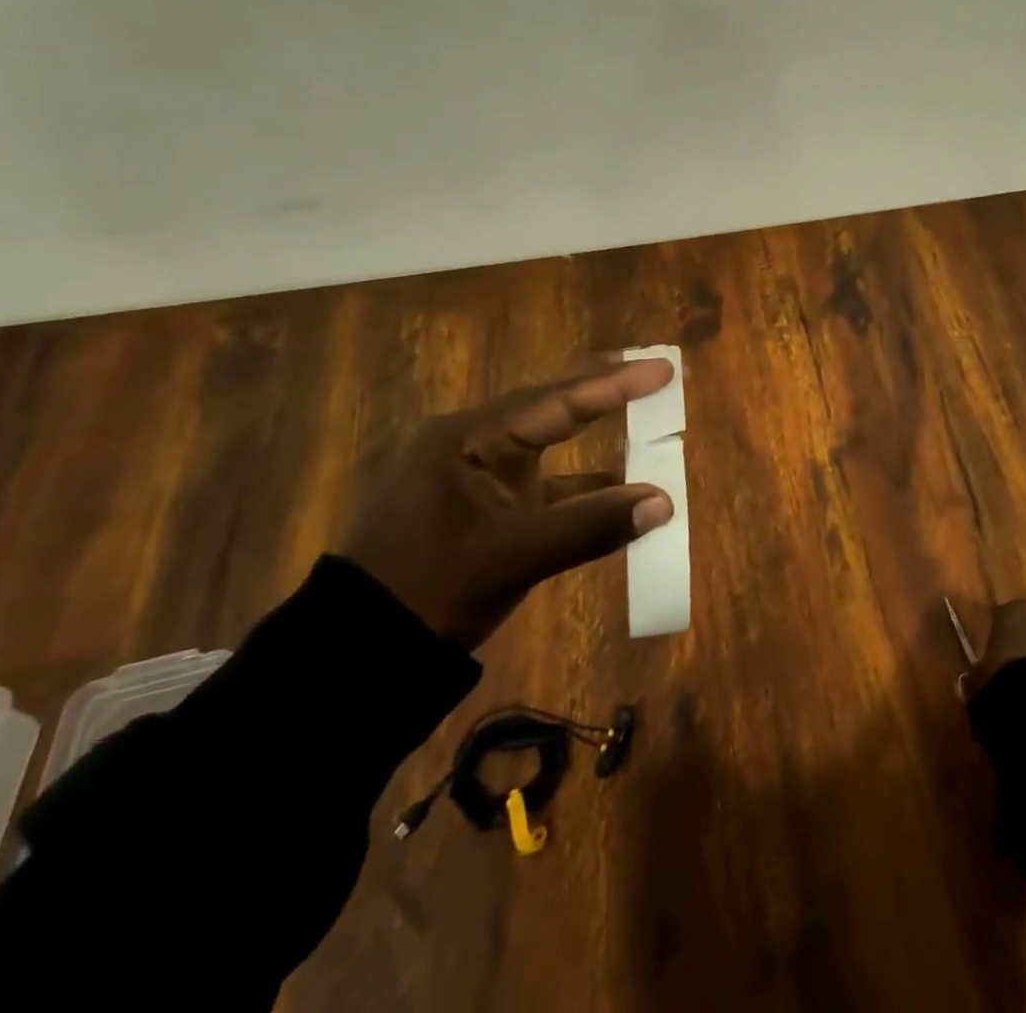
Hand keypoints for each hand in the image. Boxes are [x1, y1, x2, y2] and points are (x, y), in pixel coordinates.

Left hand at [343, 358, 676, 647]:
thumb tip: (664, 503)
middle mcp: (475, 446)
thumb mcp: (511, 556)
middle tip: (656, 373)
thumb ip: (590, 526)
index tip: (663, 369)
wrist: (361, 657)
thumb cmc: (428, 588)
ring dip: (602, 448)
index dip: (614, 385)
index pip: (554, 401)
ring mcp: (481, 480)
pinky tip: (624, 497)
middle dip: (605, 394)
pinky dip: (587, 495)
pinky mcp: (489, 513)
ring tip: (651, 427)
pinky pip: (549, 492)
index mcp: (467, 439)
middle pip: (553, 411)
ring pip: (555, 452)